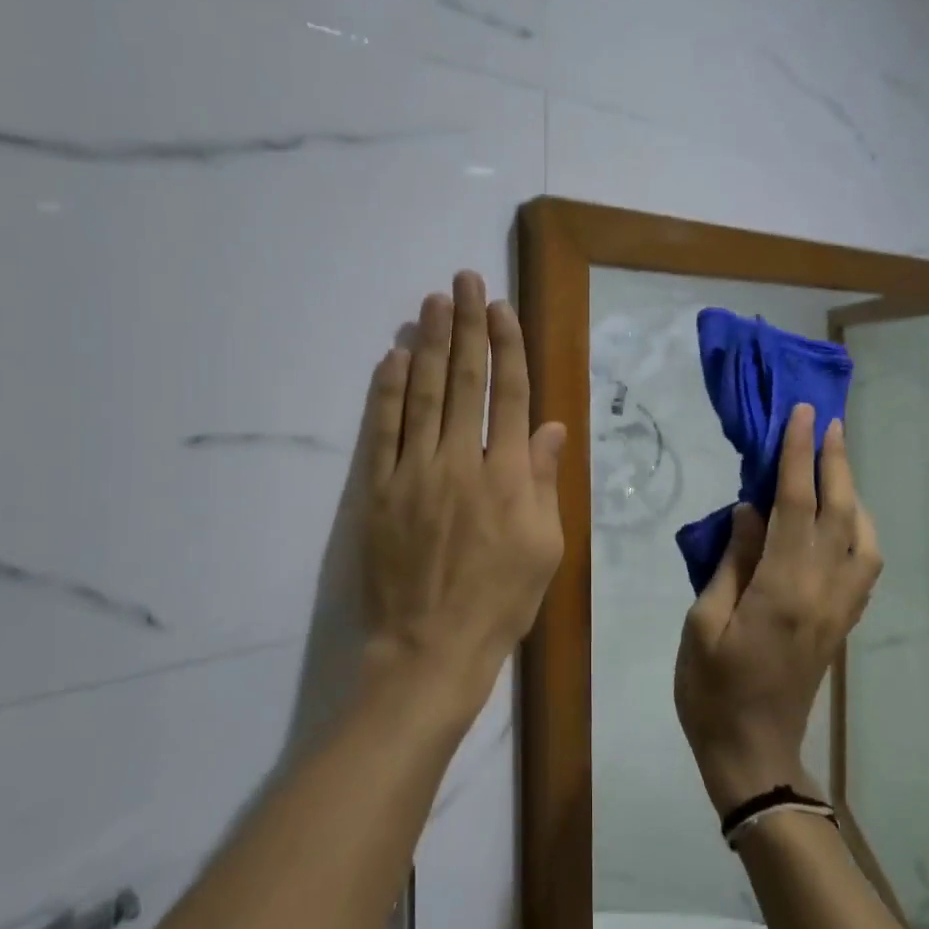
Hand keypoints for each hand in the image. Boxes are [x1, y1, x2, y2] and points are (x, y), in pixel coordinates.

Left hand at [361, 271, 566, 719]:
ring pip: (420, 394)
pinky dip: (385, 392)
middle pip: (463, 381)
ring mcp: (413, 473)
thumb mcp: (544, 549)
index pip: (508, 395)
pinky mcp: (377, 491)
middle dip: (465, 326)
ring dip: (426, 344)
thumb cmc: (499, 603)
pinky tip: (390, 359)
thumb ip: (545, 482)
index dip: (505, 346)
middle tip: (462, 280)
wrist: (429, 648)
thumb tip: (552, 428)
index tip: (500, 308)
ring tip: (431, 304)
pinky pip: (381, 431)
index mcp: (507, 475)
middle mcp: (460, 461)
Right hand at [674, 406, 882, 813]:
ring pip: (862, 539)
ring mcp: (838, 610)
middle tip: (828, 422)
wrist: (752, 753)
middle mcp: (822, 592)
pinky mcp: (840, 624)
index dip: (799, 457)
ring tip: (835, 465)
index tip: (800, 416)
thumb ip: (731, 563)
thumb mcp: (703, 622)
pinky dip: (857, 530)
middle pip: (839, 514)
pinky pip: (862, 566)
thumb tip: (749, 512)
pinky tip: (842, 520)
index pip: (796, 506)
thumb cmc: (711, 690)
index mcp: (783, 589)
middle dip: (835, 462)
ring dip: (853, 495)